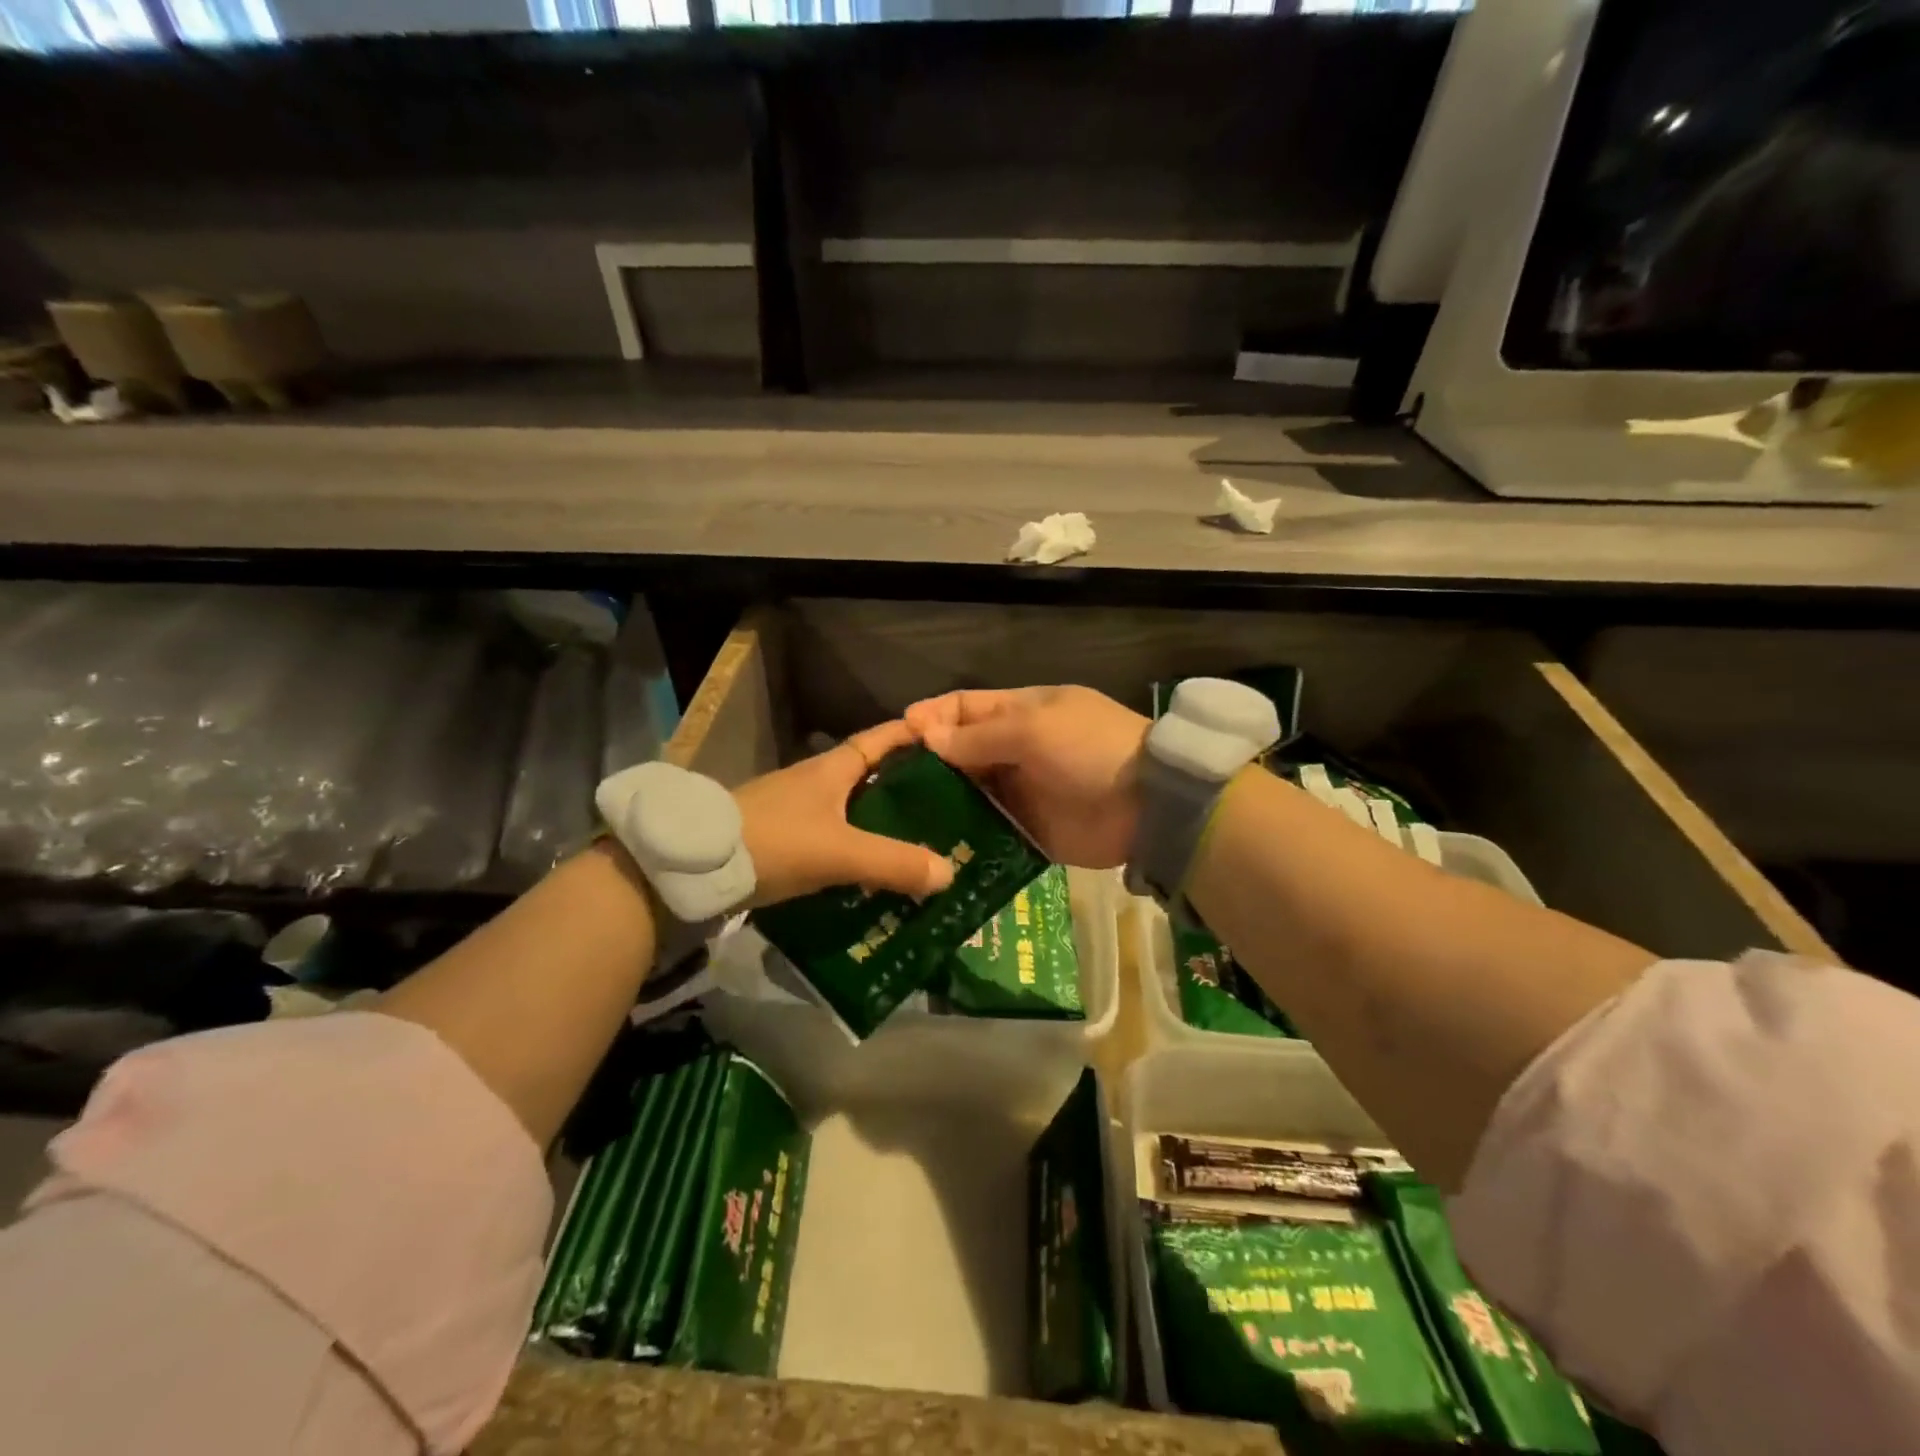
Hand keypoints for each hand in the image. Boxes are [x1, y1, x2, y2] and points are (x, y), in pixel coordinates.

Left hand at [733, 719, 956, 906]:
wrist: (693, 867)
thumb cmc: (774, 841)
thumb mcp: (839, 852)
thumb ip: (893, 863)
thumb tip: (948, 873)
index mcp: (832, 769)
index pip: (880, 740)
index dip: (912, 736)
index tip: (947, 739)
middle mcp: (815, 782)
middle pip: (870, 777)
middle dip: (905, 788)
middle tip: (946, 807)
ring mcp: (795, 810)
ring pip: (851, 810)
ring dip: (880, 823)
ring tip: (918, 844)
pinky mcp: (781, 839)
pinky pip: (832, 839)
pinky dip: (856, 849)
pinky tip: (872, 873)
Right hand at [904, 686, 1149, 868]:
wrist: (1149, 805)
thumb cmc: (1089, 749)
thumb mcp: (1033, 729)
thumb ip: (978, 735)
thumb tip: (927, 737)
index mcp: (1020, 712)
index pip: (964, 707)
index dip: (931, 717)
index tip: (897, 736)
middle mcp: (1015, 748)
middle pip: (961, 751)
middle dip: (927, 763)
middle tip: (886, 785)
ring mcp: (1021, 790)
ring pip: (969, 791)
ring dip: (940, 801)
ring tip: (898, 818)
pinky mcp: (1027, 829)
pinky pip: (987, 829)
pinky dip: (963, 834)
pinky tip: (931, 844)